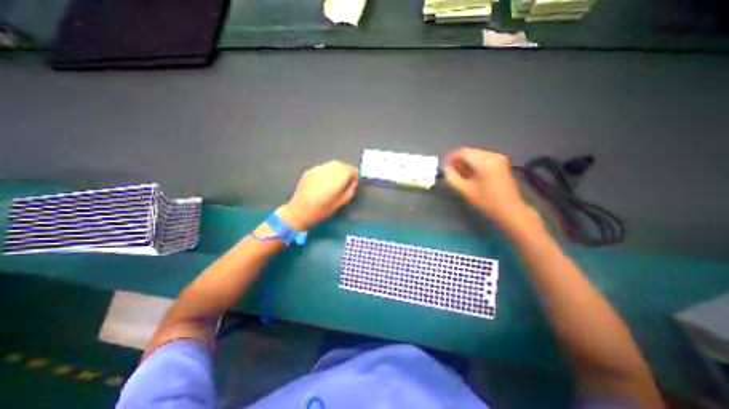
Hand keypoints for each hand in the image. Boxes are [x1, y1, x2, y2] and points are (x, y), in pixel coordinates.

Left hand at [277, 160, 358, 230]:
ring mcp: (318, 169)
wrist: (299, 210)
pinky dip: (328, 171)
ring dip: (338, 169)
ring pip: (332, 165)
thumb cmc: (322, 209)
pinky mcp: (310, 171)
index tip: (356, 181)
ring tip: (338, 179)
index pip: (350, 170)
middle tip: (348, 179)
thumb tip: (354, 183)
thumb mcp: (340, 203)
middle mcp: (328, 170)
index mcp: (337, 178)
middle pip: (342, 165)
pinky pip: (323, 168)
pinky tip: (326, 180)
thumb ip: (350, 191)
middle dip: (347, 170)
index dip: (355, 175)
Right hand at [442, 147, 535, 229]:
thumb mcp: (465, 190)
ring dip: (466, 162)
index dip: (452, 157)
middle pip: (470, 152)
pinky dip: (474, 163)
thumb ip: (452, 177)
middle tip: (450, 170)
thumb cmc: (486, 201)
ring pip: (476, 155)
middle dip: (458, 160)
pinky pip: (483, 158)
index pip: (463, 152)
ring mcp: (499, 158)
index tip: (444, 165)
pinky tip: (470, 173)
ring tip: (459, 173)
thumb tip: (446, 168)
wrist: (509, 209)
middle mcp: (493, 156)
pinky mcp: (501, 163)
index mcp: (484, 162)